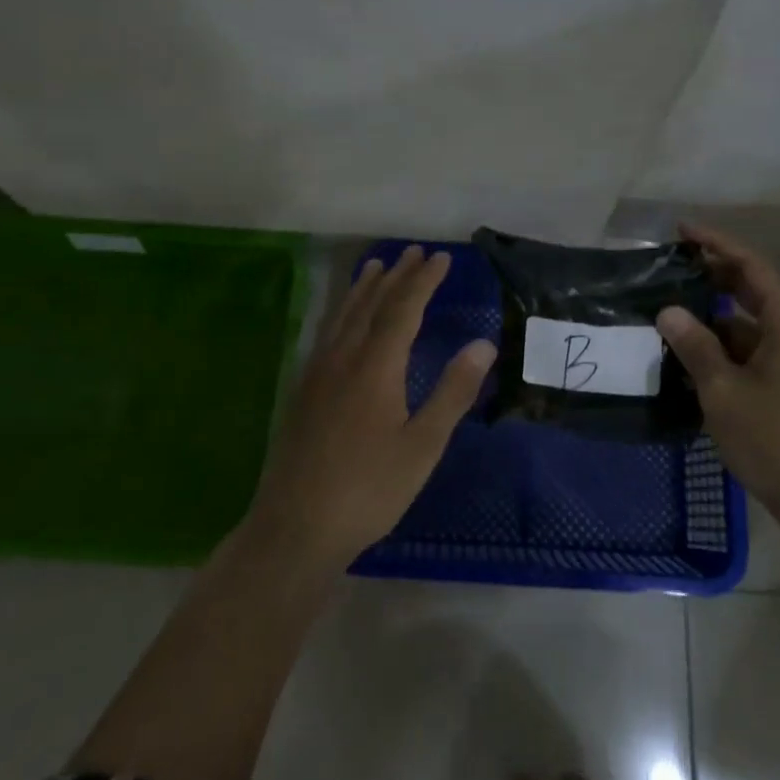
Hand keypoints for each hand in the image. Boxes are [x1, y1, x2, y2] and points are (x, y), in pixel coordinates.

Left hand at [248, 245, 495, 567]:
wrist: (295, 527)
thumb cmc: (369, 489)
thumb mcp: (423, 445)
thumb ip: (453, 392)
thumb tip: (483, 344)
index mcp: (375, 367)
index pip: (403, 309)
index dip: (424, 281)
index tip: (441, 258)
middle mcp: (343, 358)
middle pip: (371, 304)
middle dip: (396, 276)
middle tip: (414, 252)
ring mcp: (317, 373)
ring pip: (343, 316)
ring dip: (364, 288)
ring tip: (376, 267)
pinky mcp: (302, 391)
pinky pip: (327, 333)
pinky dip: (342, 312)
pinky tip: (342, 320)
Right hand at [655, 222, 779, 524]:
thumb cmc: (774, 437)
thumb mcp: (724, 390)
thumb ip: (694, 345)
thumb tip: (667, 311)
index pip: (750, 265)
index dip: (715, 243)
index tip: (680, 230)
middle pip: (751, 285)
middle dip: (710, 271)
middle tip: (668, 263)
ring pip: (747, 316)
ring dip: (711, 309)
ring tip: (667, 304)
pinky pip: (748, 342)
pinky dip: (720, 338)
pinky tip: (686, 346)